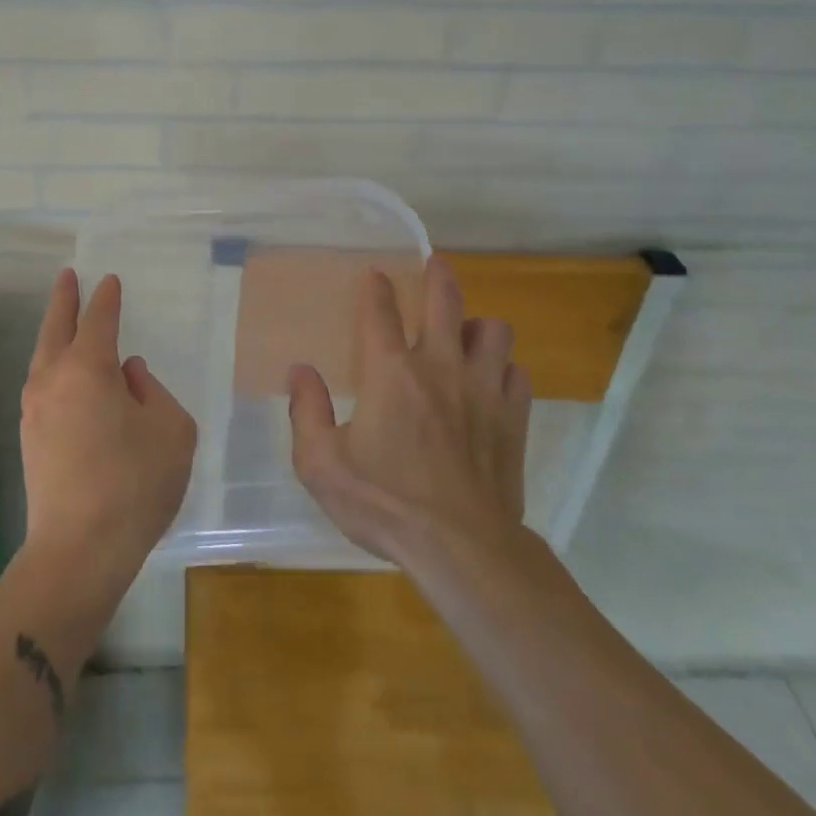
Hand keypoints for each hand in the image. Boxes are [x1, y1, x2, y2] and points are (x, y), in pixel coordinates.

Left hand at [20, 269, 197, 604]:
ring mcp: (35, 409)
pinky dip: (53, 365)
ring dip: (54, 332)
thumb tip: (128, 375)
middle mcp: (54, 379)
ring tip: (65, 321)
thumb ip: (153, 392)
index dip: (106, 298)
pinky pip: (43, 384)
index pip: (98, 319)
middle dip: (64, 300)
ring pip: (44, 356)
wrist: (79, 550)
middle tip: (68, 276)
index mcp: (89, 368)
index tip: (110, 281)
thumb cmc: (135, 484)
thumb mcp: (171, 430)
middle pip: (56, 327)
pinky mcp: (30, 438)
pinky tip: (66, 375)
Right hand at [288, 255, 531, 569]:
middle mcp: (439, 367)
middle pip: (446, 302)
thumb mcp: (321, 464)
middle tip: (435, 266)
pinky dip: (504, 370)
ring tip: (468, 334)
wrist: (461, 549)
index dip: (376, 288)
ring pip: (494, 331)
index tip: (375, 274)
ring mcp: (483, 390)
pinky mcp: (513, 418)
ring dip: (479, 326)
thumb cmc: (384, 503)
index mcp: (391, 373)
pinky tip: (493, 381)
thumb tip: (300, 371)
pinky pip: (515, 374)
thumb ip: (306, 412)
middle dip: (438, 277)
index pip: (381, 312)